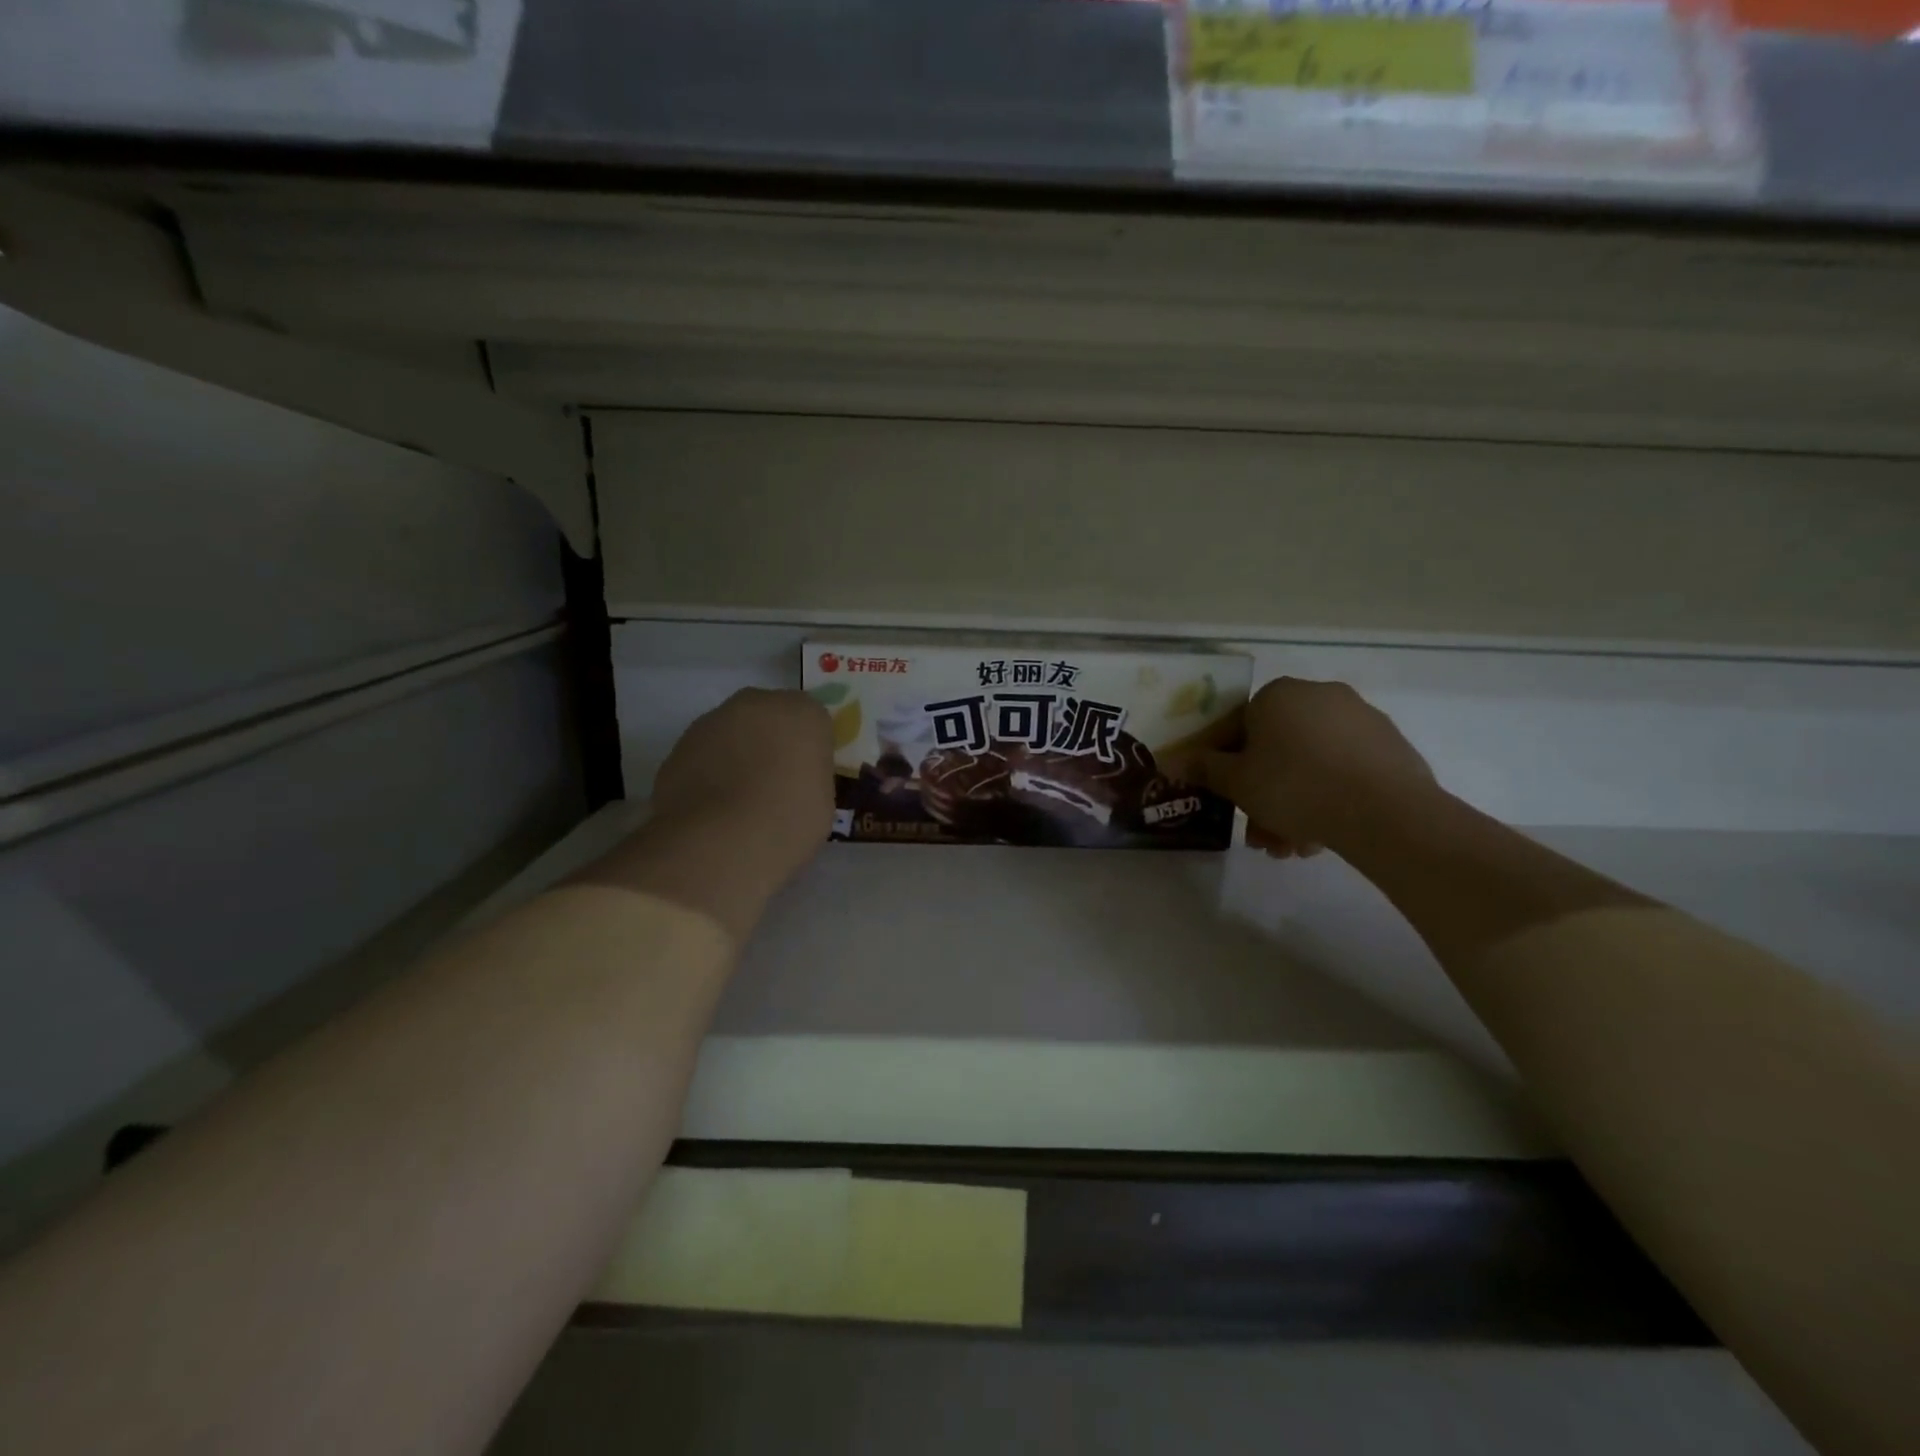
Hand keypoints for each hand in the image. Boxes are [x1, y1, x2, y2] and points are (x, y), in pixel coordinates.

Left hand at [652, 689, 835, 881]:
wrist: (718, 842)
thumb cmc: (786, 822)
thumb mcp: (822, 803)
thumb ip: (808, 777)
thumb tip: (791, 782)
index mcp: (802, 712)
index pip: (813, 723)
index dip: (809, 751)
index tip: (806, 780)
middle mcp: (757, 704)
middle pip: (769, 718)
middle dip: (771, 744)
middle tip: (773, 786)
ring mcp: (712, 721)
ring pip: (733, 733)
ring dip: (737, 755)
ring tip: (737, 802)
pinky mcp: (678, 745)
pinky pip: (705, 755)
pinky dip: (709, 773)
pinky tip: (711, 809)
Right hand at [1194, 678, 1438, 857]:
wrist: (1383, 811)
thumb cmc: (1294, 786)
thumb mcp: (1236, 782)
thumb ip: (1204, 769)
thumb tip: (1170, 761)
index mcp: (1278, 695)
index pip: (1240, 727)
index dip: (1229, 767)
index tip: (1231, 800)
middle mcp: (1319, 696)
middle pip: (1278, 750)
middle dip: (1265, 796)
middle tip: (1261, 836)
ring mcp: (1360, 719)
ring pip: (1312, 764)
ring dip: (1294, 805)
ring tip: (1293, 849)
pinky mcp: (1390, 747)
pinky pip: (1345, 770)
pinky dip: (1329, 798)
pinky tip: (1323, 836)